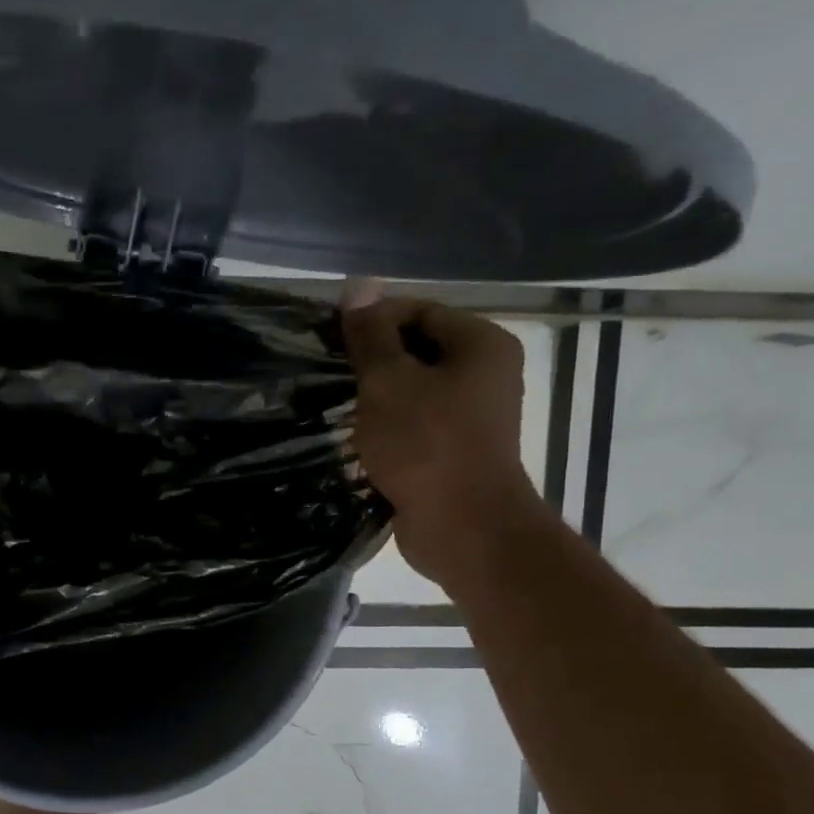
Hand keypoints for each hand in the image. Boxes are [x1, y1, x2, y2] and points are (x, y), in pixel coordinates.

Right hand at [342, 286, 548, 586]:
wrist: (463, 527)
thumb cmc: (426, 445)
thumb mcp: (388, 382)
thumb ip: (370, 335)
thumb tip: (358, 285)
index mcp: (480, 345)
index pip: (419, 311)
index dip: (372, 320)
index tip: (329, 338)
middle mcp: (485, 373)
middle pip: (418, 350)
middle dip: (372, 361)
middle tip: (329, 373)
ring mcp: (473, 415)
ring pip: (414, 390)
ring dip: (376, 397)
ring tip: (337, 404)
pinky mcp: (456, 450)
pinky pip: (416, 424)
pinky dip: (388, 426)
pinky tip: (357, 437)